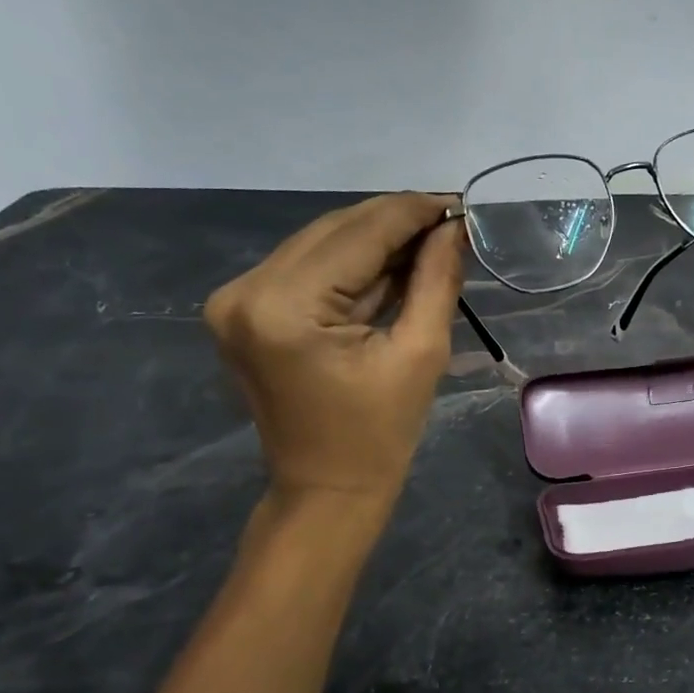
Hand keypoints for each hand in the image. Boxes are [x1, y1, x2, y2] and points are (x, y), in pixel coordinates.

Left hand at [205, 193, 462, 512]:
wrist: (325, 491)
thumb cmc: (380, 436)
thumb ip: (436, 281)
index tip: (458, 201)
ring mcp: (235, 300)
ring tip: (427, 242)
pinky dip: (349, 266)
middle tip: (449, 221)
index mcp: (285, 307)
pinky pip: (305, 270)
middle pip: (333, 231)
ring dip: (373, 242)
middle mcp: (246, 291)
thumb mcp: (420, 355)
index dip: (412, 212)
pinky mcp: (242, 312)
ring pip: (319, 245)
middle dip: (394, 223)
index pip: (358, 234)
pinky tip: (390, 265)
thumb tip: (453, 228)